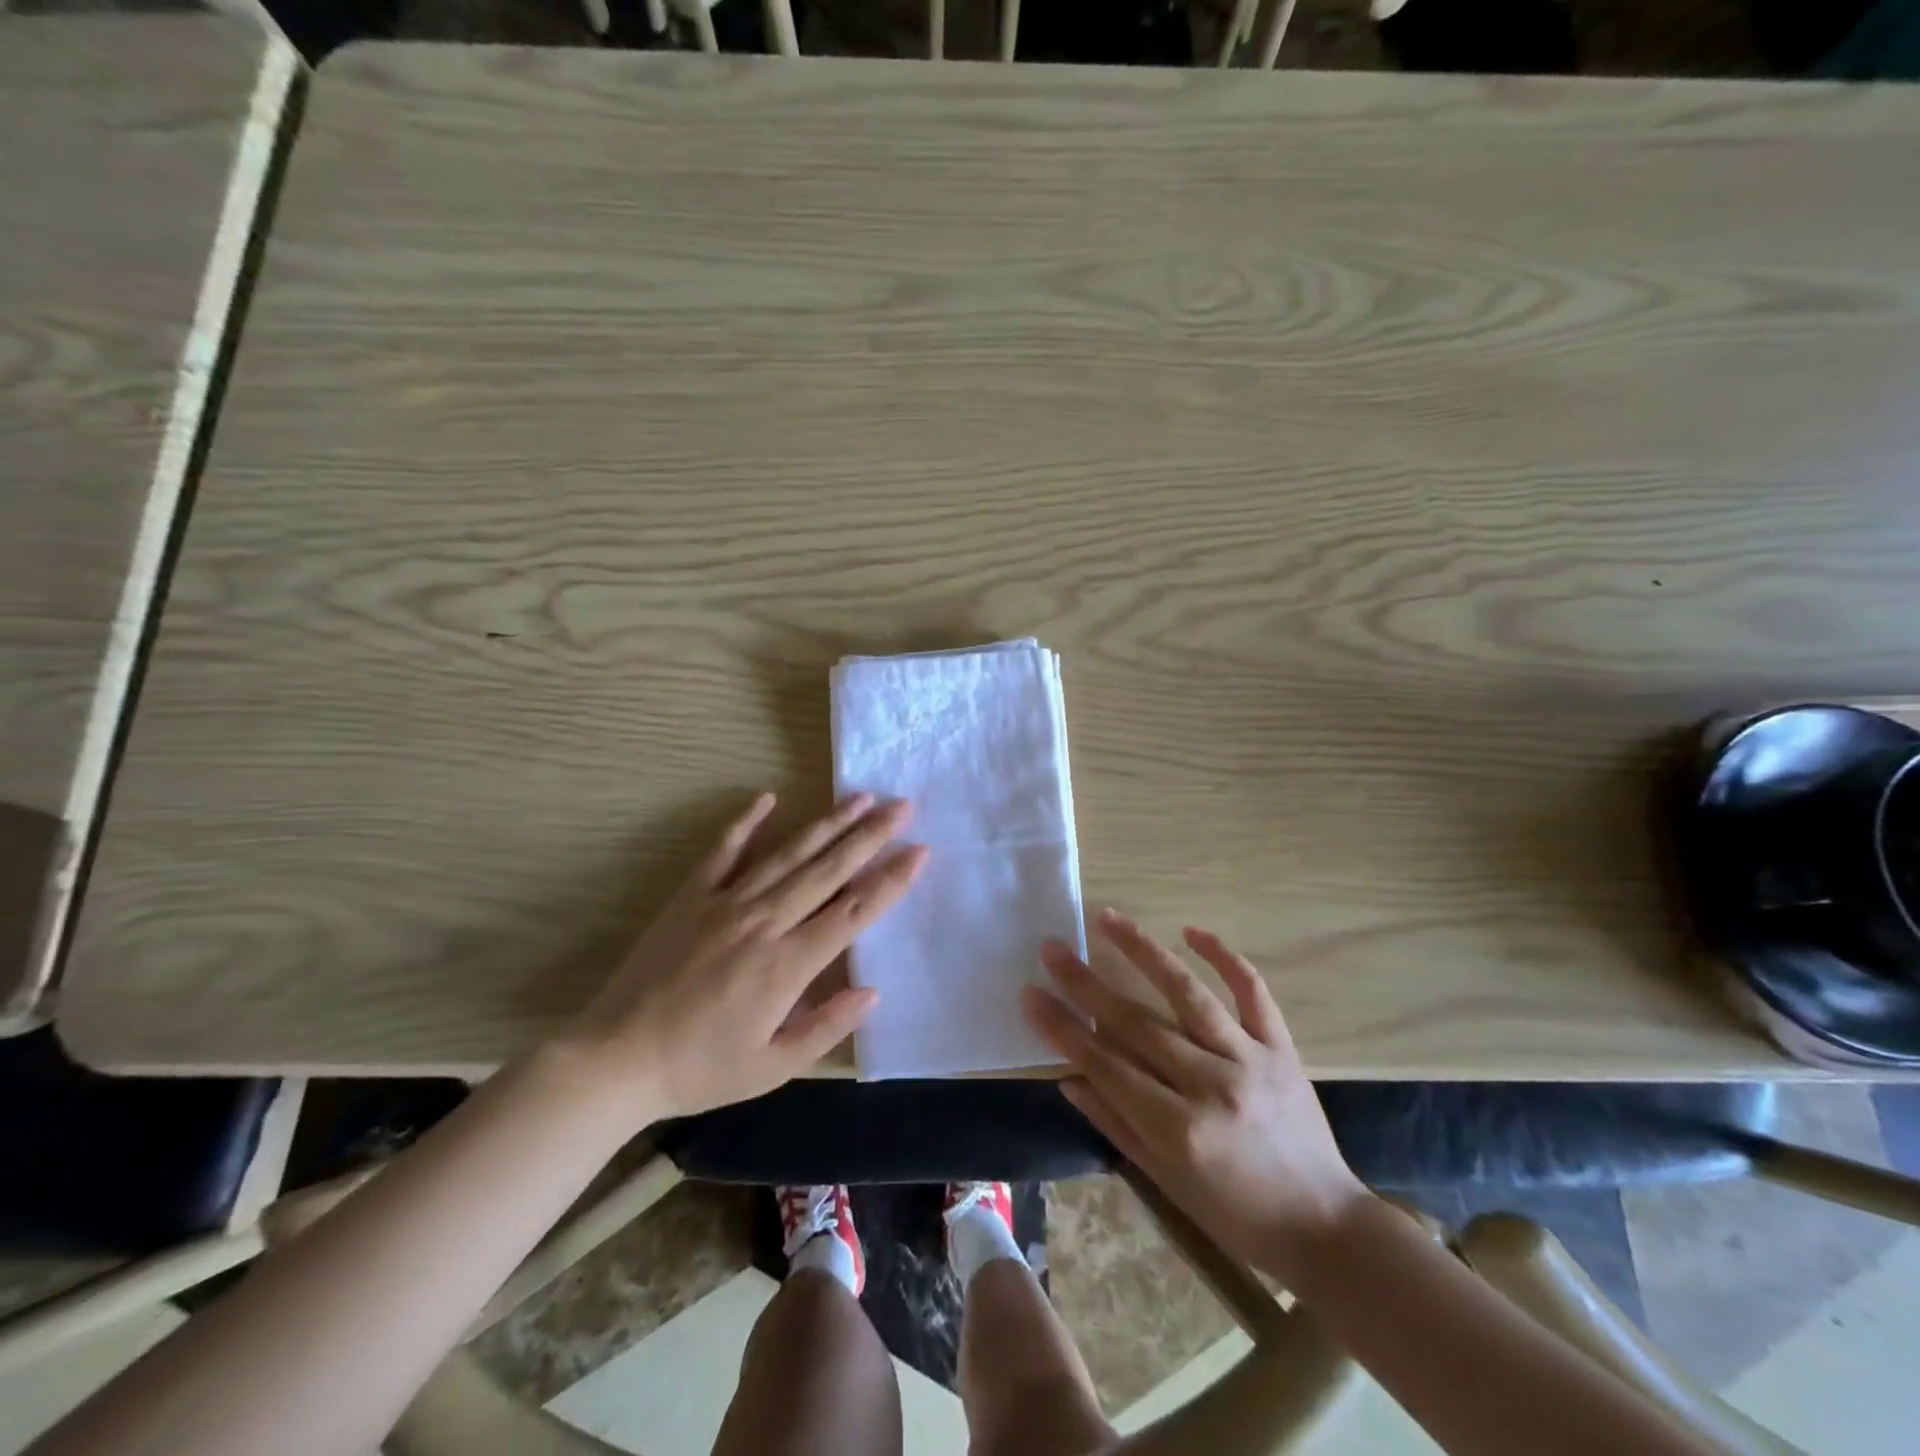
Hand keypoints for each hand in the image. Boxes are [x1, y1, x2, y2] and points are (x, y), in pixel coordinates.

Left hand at [561, 792, 924, 1120]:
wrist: (616, 1058)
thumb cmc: (701, 1069)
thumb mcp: (773, 1067)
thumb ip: (826, 1027)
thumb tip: (873, 990)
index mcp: (787, 964)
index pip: (853, 911)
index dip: (890, 880)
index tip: (919, 852)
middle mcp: (764, 921)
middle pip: (828, 870)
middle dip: (870, 836)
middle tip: (903, 807)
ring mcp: (726, 902)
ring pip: (788, 853)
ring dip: (828, 823)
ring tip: (861, 797)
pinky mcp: (692, 896)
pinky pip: (725, 851)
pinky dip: (747, 822)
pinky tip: (769, 797)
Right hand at [1023, 910, 1368, 1282]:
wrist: (1325, 1228)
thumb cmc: (1235, 1215)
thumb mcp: (1166, 1182)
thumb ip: (1115, 1124)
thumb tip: (1068, 1076)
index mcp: (1178, 1128)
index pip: (1104, 1064)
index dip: (1063, 1027)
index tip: (1030, 993)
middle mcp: (1212, 1085)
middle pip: (1136, 1023)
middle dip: (1086, 983)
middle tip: (1052, 948)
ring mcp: (1250, 1060)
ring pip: (1188, 993)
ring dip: (1143, 951)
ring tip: (1109, 917)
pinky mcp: (1282, 1048)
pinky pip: (1253, 992)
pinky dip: (1226, 957)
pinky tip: (1192, 930)